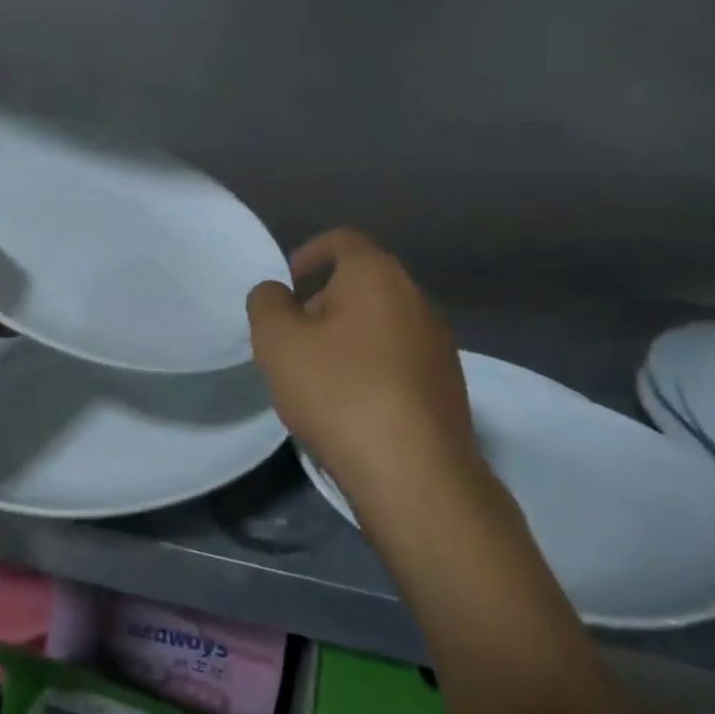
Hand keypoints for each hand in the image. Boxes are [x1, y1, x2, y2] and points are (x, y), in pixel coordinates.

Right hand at [247, 230, 482, 500]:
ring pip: (381, 324)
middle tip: (293, 339)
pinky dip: (372, 367)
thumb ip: (267, 303)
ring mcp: (439, 343)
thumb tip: (277, 293)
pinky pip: (399, 359)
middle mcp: (417, 299)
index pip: (342, 240)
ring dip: (347, 338)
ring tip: (319, 378)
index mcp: (377, 275)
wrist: (415, 472)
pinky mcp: (447, 384)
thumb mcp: (278, 342)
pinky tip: (353, 406)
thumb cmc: (339, 392)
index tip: (286, 286)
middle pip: (362, 283)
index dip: (309, 254)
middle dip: (323, 302)